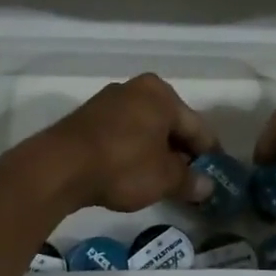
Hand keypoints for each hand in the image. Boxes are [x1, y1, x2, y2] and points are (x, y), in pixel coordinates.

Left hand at [35, 73, 220, 212]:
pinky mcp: (89, 117)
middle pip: (171, 124)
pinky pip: (124, 133)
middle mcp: (137, 88)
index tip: (216, 175)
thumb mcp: (163, 178)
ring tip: (163, 181)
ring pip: (147, 128)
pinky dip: (135, 150)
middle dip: (182, 152)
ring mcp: (110, 100)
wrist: (59, 167)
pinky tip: (134, 172)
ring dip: (157, 152)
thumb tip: (207, 187)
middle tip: (191, 181)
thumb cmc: (122, 165)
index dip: (210, 153)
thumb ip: (189, 180)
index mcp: (162, 94)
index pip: (197, 126)